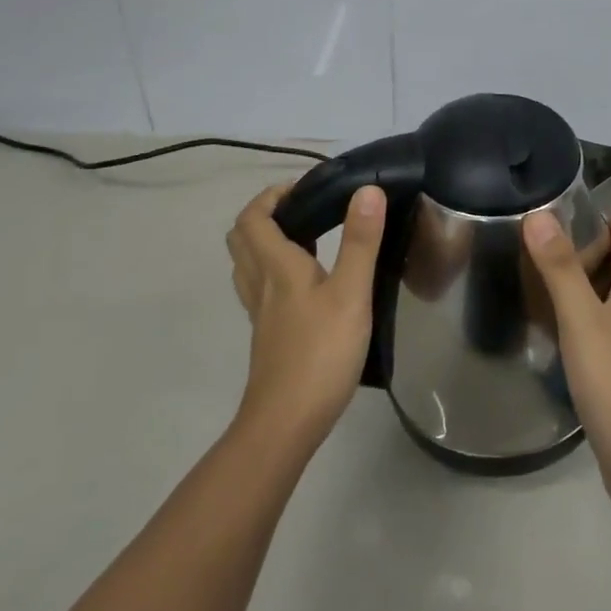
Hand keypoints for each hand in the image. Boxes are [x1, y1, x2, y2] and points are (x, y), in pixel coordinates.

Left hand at [226, 182, 384, 452]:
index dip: (272, 195)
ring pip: (248, 264)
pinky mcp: (268, 334)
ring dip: (267, 242)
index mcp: (276, 266)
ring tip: (307, 239)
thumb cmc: (320, 352)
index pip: (254, 217)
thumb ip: (360, 241)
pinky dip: (275, 271)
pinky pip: (260, 288)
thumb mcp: (350, 293)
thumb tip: (367, 190)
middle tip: (305, 210)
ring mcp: (260, 312)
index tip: (305, 188)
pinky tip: (307, 284)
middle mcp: (260, 283)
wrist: (286, 422)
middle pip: (243, 238)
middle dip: (266, 214)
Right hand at [522, 209, 610, 501]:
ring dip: (591, 278)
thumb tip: (540, 215)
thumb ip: (560, 268)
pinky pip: (607, 325)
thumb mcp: (581, 318)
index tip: (585, 198)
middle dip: (597, 245)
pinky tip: (564, 321)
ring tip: (553, 268)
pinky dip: (588, 310)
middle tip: (555, 230)